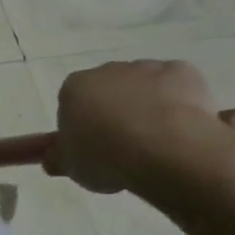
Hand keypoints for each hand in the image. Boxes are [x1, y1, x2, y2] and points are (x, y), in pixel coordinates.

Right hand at [44, 59, 234, 194]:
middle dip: (114, 111)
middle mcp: (108, 70)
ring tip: (157, 142)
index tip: (92, 149)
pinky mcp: (182, 72)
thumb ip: (59, 157)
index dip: (82, 126)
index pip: (72, 102)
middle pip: (108, 90)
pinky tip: (183, 128)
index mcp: (75, 88)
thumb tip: (51, 157)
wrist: (164, 148)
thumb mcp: (72, 166)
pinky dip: (179, 103)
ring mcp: (146, 68)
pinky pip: (177, 86)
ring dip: (146, 106)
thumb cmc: (107, 156)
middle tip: (124, 147)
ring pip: (143, 86)